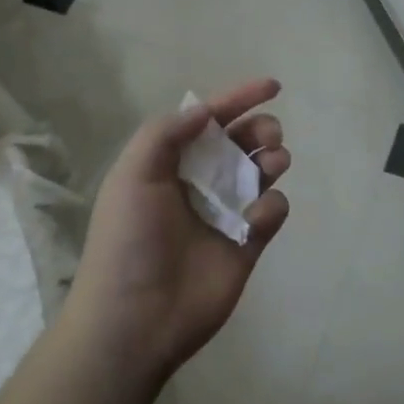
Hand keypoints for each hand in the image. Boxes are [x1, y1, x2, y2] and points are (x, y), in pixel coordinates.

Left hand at [67, 78, 290, 378]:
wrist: (137, 318)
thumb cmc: (129, 240)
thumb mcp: (133, 175)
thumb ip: (167, 133)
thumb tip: (204, 111)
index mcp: (169, 164)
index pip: (209, 122)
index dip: (239, 99)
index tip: (274, 86)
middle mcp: (199, 184)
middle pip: (241, 144)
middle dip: (260, 130)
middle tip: (268, 137)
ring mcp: (225, 215)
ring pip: (262, 174)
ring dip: (272, 160)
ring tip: (271, 164)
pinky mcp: (247, 245)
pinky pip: (272, 213)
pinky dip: (271, 208)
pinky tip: (256, 220)